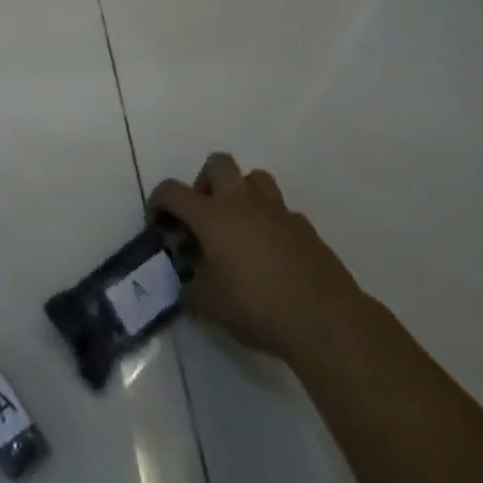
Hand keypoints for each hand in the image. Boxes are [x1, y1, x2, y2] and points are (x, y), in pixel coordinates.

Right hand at [150, 152, 365, 361]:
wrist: (324, 319)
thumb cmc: (256, 306)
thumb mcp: (208, 305)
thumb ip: (191, 287)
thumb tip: (190, 281)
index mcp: (211, 216)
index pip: (172, 191)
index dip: (158, 202)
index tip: (158, 223)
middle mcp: (242, 202)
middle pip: (218, 163)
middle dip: (204, 182)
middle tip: (203, 215)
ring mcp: (277, 211)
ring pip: (255, 178)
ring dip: (241, 193)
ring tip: (238, 226)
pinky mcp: (305, 228)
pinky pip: (281, 211)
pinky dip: (270, 222)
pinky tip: (271, 252)